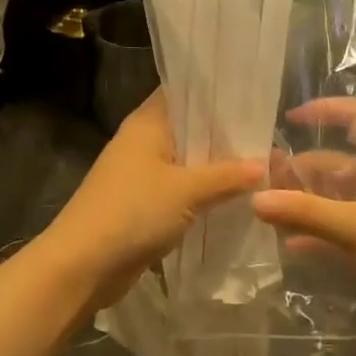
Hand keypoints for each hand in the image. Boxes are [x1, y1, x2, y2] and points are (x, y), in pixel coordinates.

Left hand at [43, 89, 262, 308]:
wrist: (83, 264)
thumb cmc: (133, 211)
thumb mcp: (186, 190)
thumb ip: (227, 175)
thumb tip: (263, 165)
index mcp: (148, 123)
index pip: (184, 92)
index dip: (217, 91)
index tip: (254, 95)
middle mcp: (143, 142)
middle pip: (191, 130)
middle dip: (226, 136)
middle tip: (271, 137)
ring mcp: (142, 174)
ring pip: (188, 163)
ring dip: (218, 168)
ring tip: (264, 166)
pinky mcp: (144, 204)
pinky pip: (181, 191)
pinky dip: (204, 194)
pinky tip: (236, 199)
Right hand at [252, 99, 355, 319]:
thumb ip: (304, 212)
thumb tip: (254, 198)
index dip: (327, 109)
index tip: (290, 119)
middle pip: (340, 159)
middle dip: (303, 166)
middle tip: (263, 177)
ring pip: (339, 194)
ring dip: (307, 199)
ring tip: (268, 208)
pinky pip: (344, 225)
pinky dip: (319, 230)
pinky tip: (291, 244)